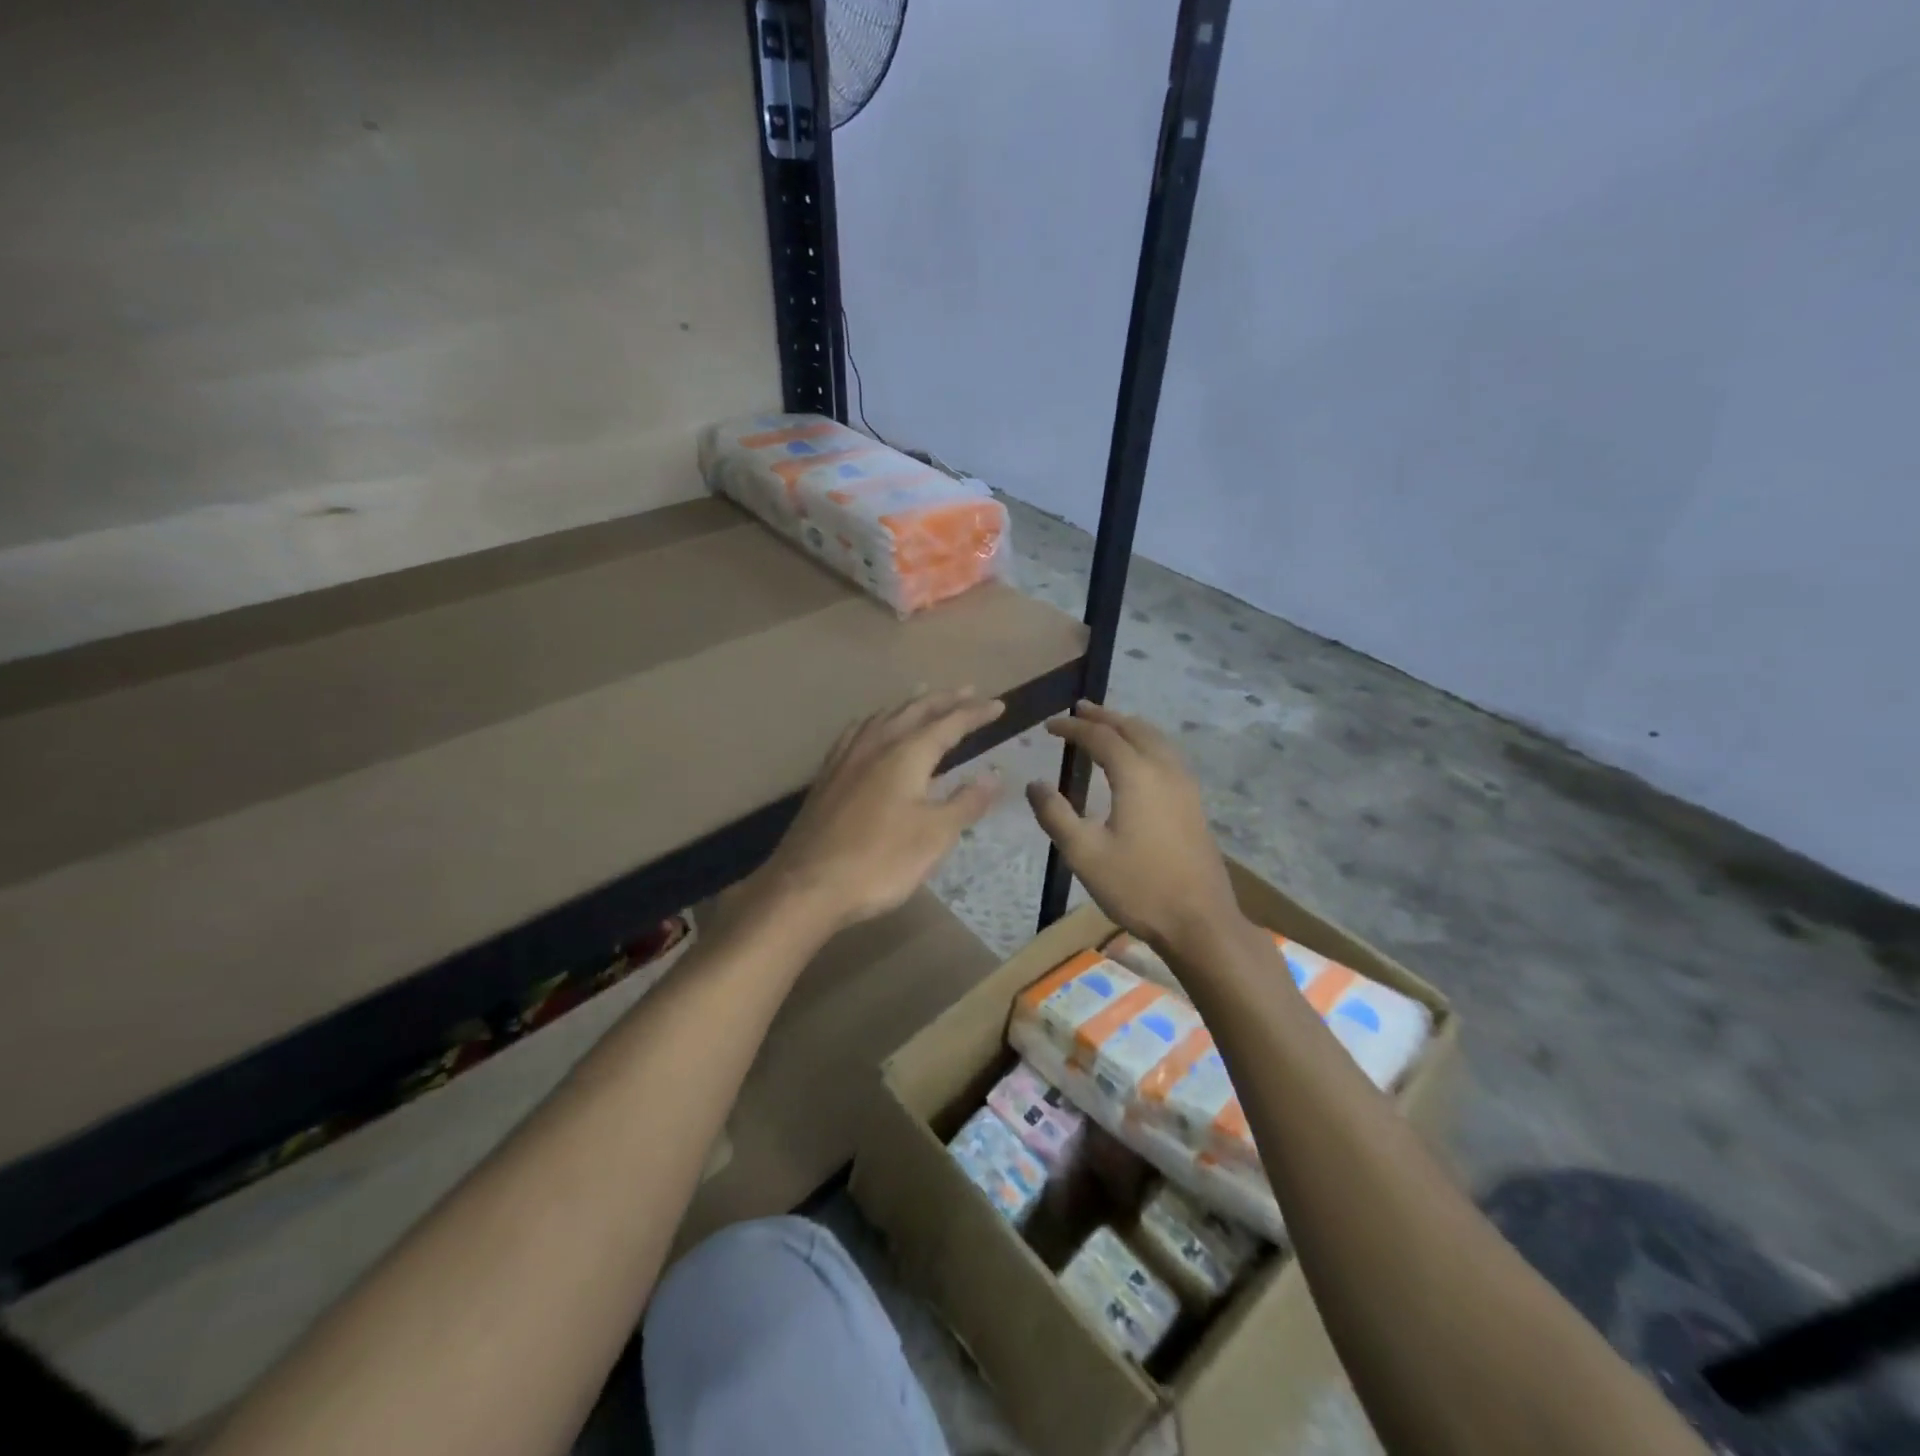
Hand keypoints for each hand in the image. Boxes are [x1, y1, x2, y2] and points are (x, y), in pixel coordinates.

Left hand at [748, 689, 1004, 938]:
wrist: (807, 885)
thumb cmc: (880, 861)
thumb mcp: (935, 836)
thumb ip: (966, 802)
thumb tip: (993, 774)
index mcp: (907, 754)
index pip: (949, 723)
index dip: (975, 713)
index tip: (998, 705)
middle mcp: (876, 745)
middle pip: (915, 711)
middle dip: (944, 700)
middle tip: (968, 690)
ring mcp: (846, 758)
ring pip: (883, 716)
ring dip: (910, 704)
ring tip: (924, 697)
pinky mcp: (827, 775)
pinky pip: (858, 732)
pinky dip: (878, 721)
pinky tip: (874, 729)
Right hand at [1026, 701, 1241, 956]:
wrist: (1199, 921)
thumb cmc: (1137, 886)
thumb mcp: (1084, 853)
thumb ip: (1055, 815)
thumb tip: (1034, 784)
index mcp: (1137, 775)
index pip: (1101, 737)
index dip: (1073, 728)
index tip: (1049, 726)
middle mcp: (1164, 769)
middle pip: (1133, 728)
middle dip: (1104, 717)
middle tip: (1078, 710)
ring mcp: (1185, 785)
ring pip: (1156, 738)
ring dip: (1128, 726)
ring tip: (1107, 725)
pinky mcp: (1194, 802)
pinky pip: (1168, 754)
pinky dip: (1146, 742)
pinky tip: (1139, 758)